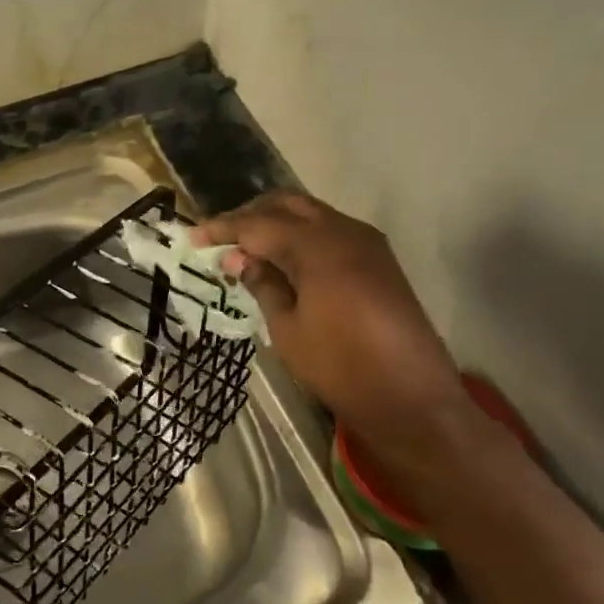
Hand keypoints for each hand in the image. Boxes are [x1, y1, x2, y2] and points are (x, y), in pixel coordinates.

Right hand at [194, 192, 478, 474]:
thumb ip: (263, 284)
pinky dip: (300, 235)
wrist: (411, 398)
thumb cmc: (341, 367)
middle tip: (220, 237)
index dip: (223, 229)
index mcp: (319, 247)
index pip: (259, 224)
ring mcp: (367, 243)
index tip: (192, 236)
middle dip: (250, 215)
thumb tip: (238, 258)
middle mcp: (345, 232)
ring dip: (276, 223)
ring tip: (246, 248)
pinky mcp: (378, 259)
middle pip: (287, 205)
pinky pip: (330, 231)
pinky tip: (282, 258)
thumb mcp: (288, 329)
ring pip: (311, 214)